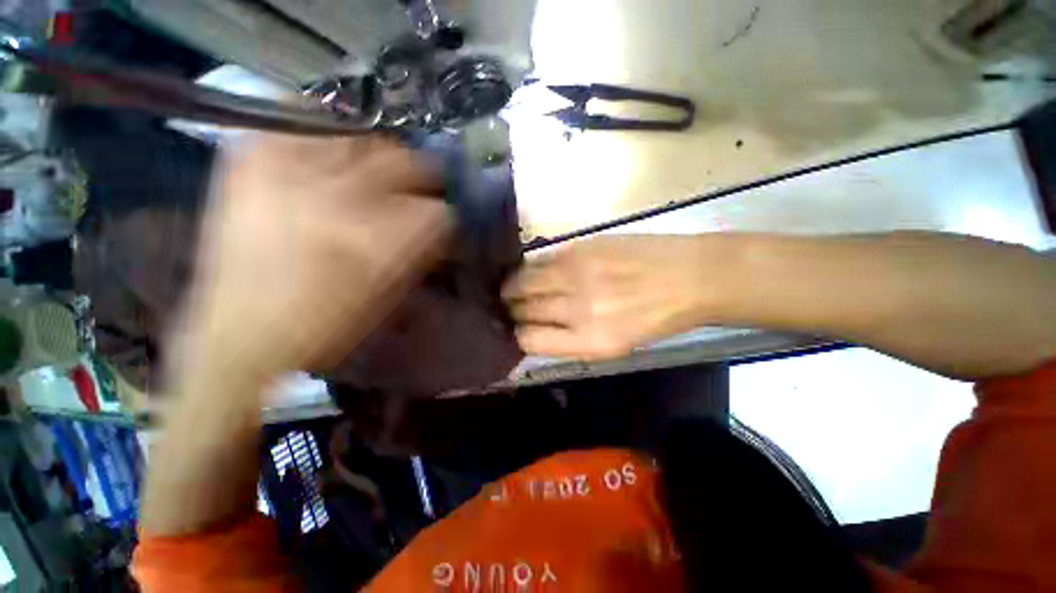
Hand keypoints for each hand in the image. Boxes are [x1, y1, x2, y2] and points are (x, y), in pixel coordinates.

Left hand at [177, 134, 451, 377]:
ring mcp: (290, 170)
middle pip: (404, 161)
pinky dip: (323, 127)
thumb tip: (439, 225)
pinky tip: (331, 145)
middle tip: (422, 185)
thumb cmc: (328, 325)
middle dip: (424, 175)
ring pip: (359, 135)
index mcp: (380, 239)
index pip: (439, 209)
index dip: (448, 212)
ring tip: (377, 167)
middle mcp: (340, 196)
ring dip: (379, 153)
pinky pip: (297, 119)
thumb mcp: (390, 295)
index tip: (448, 215)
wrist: (241, 335)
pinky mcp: (251, 161)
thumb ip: (420, 252)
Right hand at [502, 235, 717, 358]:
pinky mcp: (581, 247)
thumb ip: (570, 340)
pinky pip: (541, 259)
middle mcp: (578, 308)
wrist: (689, 277)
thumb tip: (533, 330)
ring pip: (523, 281)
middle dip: (509, 310)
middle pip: (523, 309)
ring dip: (511, 287)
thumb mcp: (613, 346)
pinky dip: (529, 267)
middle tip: (505, 308)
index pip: (529, 339)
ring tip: (509, 289)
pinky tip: (528, 270)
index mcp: (589, 341)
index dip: (516, 335)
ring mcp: (578, 273)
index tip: (513, 330)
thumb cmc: (654, 319)